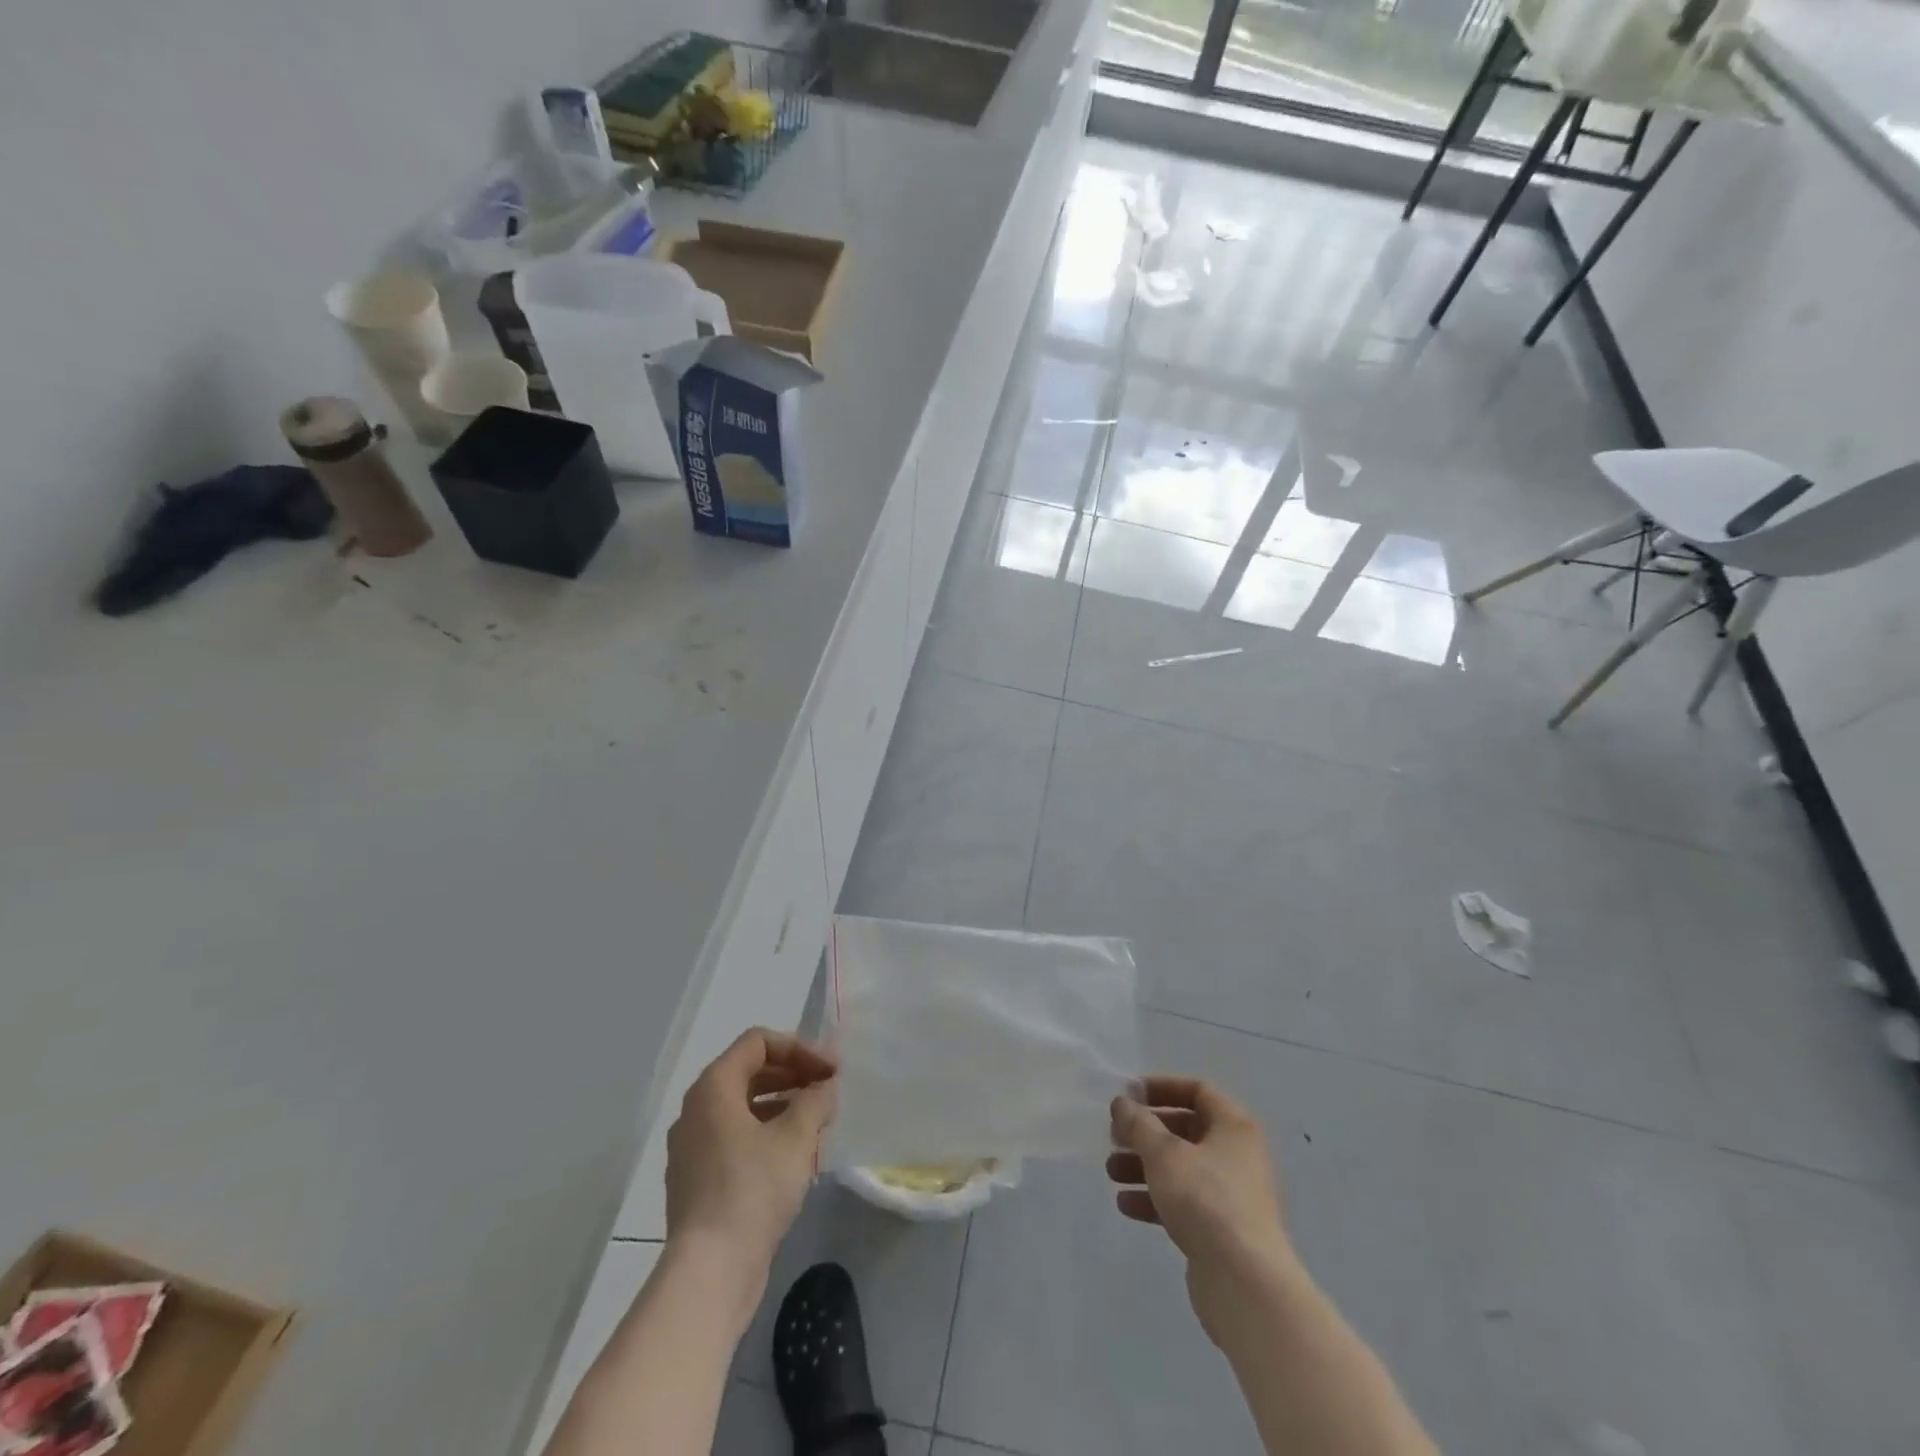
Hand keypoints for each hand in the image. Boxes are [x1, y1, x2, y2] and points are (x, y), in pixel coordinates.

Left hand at [664, 1029, 836, 1285]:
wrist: (710, 1272)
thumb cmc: (752, 1190)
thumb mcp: (796, 1137)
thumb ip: (815, 1100)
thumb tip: (825, 1087)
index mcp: (713, 1088)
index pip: (758, 1043)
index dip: (799, 1048)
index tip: (831, 1070)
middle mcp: (695, 1110)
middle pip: (749, 1072)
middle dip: (793, 1075)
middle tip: (828, 1091)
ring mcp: (692, 1148)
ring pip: (743, 1108)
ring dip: (782, 1105)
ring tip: (817, 1122)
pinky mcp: (697, 1181)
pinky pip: (735, 1139)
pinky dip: (766, 1134)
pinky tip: (794, 1156)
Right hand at [1108, 1076, 1296, 1344]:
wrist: (1245, 1284)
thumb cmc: (1206, 1200)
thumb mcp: (1164, 1153)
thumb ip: (1139, 1123)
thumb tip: (1123, 1102)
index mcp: (1233, 1126)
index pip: (1198, 1091)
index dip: (1162, 1088)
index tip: (1130, 1095)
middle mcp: (1236, 1155)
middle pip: (1186, 1130)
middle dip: (1146, 1132)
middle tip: (1115, 1137)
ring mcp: (1230, 1195)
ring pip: (1180, 1167)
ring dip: (1144, 1166)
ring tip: (1112, 1172)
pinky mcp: (1220, 1230)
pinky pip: (1183, 1202)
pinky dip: (1155, 1198)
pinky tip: (1126, 1205)